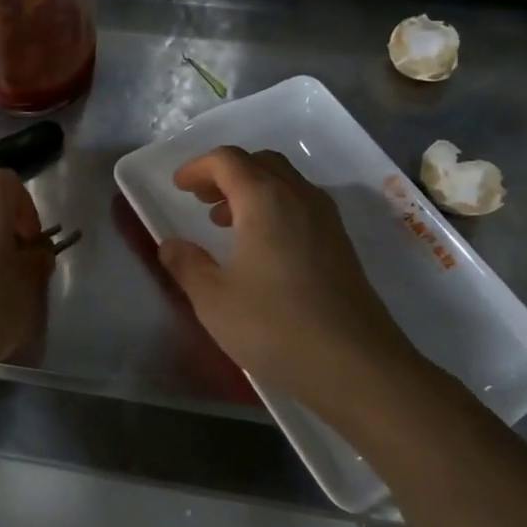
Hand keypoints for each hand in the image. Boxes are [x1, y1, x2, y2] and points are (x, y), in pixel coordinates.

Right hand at [158, 147, 416, 396]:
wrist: (357, 366)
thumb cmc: (275, 326)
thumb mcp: (214, 300)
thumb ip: (187, 265)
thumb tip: (170, 245)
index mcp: (265, 200)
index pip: (227, 160)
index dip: (198, 167)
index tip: (178, 187)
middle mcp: (300, 198)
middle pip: (260, 162)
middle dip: (226, 173)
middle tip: (201, 199)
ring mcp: (327, 221)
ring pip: (285, 183)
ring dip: (251, 190)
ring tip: (224, 223)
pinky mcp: (341, 245)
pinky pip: (301, 206)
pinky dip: (274, 209)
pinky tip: (261, 249)